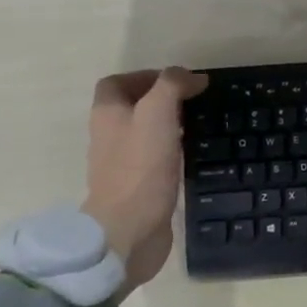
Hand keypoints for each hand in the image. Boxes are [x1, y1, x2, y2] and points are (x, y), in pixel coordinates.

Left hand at [85, 67, 208, 292]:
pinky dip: (173, 150)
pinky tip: (194, 154)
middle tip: (194, 100)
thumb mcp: (157, 113)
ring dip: (169, 124)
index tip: (178, 81)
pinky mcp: (138, 187)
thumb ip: (172, 86)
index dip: (145, 76)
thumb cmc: (140, 167)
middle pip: (132, 107)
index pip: (116, 83)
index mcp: (107, 115)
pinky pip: (155, 158)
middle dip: (162, 99)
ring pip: (146, 132)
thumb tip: (192, 76)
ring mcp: (122, 164)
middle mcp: (110, 136)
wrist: (128, 231)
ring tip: (199, 123)